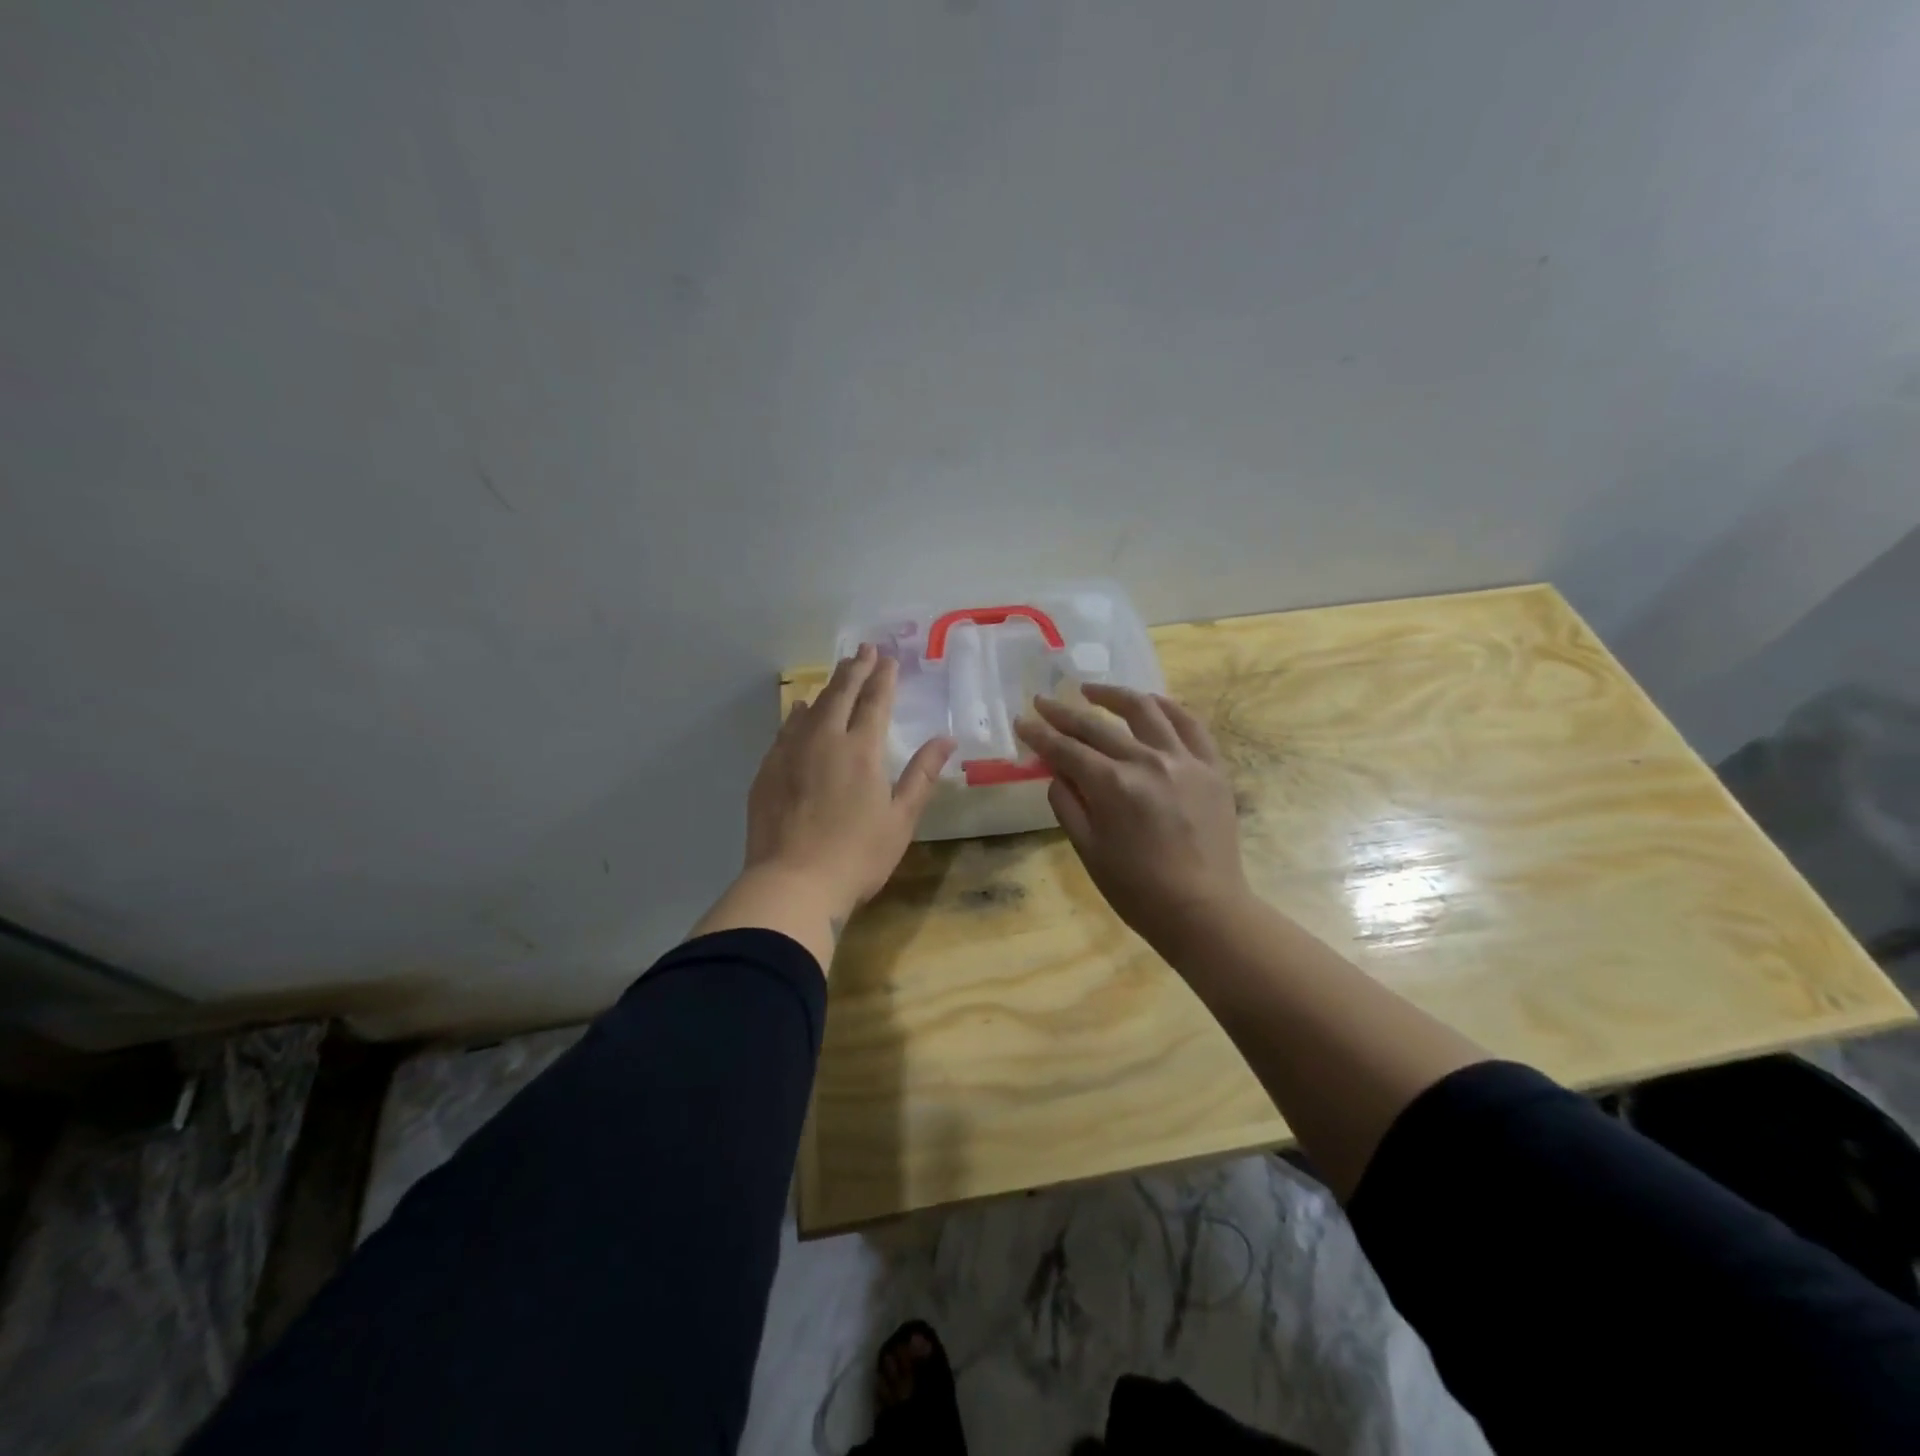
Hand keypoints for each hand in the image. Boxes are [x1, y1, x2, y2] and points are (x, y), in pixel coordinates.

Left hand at [744, 644, 954, 923]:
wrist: (792, 883)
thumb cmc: (857, 855)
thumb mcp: (901, 819)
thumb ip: (922, 774)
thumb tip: (946, 739)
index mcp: (862, 750)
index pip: (875, 701)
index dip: (883, 677)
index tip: (888, 658)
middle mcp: (825, 740)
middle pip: (841, 694)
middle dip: (855, 669)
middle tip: (863, 650)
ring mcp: (791, 753)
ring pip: (812, 707)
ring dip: (827, 687)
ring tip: (837, 672)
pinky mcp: (768, 770)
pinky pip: (786, 729)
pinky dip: (797, 714)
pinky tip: (799, 709)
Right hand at [1015, 684, 1249, 950]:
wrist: (1203, 909)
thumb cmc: (1137, 889)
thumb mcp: (1088, 850)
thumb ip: (1067, 804)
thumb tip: (1056, 772)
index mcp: (1113, 785)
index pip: (1066, 749)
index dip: (1040, 734)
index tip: (1022, 721)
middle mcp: (1147, 761)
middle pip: (1098, 726)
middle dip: (1065, 713)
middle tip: (1044, 702)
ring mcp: (1184, 760)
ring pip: (1146, 710)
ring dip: (1114, 696)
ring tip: (1092, 692)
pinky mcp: (1211, 767)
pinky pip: (1190, 724)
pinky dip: (1168, 707)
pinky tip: (1151, 702)